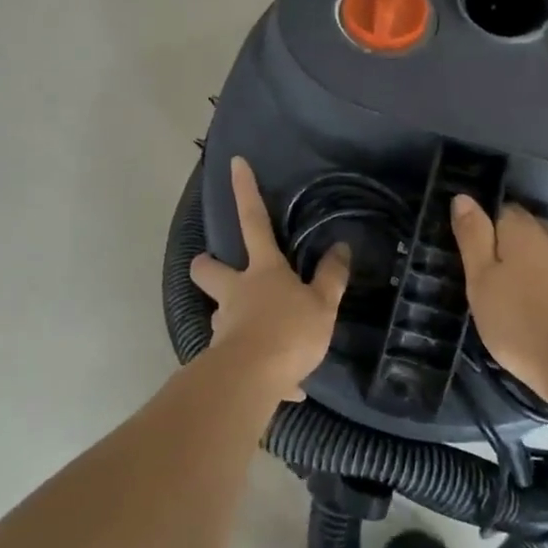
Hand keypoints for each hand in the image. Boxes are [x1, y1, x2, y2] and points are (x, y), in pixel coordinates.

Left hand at [190, 157, 349, 395]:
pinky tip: (285, 385)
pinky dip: (262, 366)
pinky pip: (243, 357)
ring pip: (223, 313)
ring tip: (270, 341)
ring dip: (239, 319)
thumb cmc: (289, 332)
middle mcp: (236, 292)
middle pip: (208, 269)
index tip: (234, 162)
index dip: (245, 191)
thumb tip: (341, 248)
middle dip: (206, 264)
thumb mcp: (322, 304)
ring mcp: (225, 324)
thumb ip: (331, 277)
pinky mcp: (223, 358)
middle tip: (215, 267)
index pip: (254, 221)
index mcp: (262, 271)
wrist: (252, 381)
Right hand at [451, 196, 547, 404]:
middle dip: (513, 233)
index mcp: (520, 232)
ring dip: (541, 247)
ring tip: (524, 265)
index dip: (486, 222)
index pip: (501, 210)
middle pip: (530, 224)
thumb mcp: (479, 279)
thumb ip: (472, 236)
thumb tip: (463, 196)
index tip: (472, 243)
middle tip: (492, 259)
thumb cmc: (516, 320)